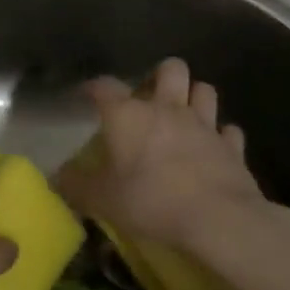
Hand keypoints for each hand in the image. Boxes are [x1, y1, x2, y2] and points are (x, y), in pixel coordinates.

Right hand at [54, 58, 279, 263]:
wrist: (219, 220)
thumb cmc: (151, 200)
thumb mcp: (101, 199)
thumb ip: (76, 185)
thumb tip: (56, 177)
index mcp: (128, 115)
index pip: (105, 86)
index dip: (93, 87)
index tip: (86, 95)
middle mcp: (167, 109)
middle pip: (170, 69)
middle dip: (161, 76)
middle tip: (150, 97)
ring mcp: (205, 126)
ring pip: (204, 90)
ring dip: (193, 97)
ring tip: (183, 113)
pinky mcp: (232, 148)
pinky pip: (228, 131)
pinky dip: (220, 135)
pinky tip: (212, 146)